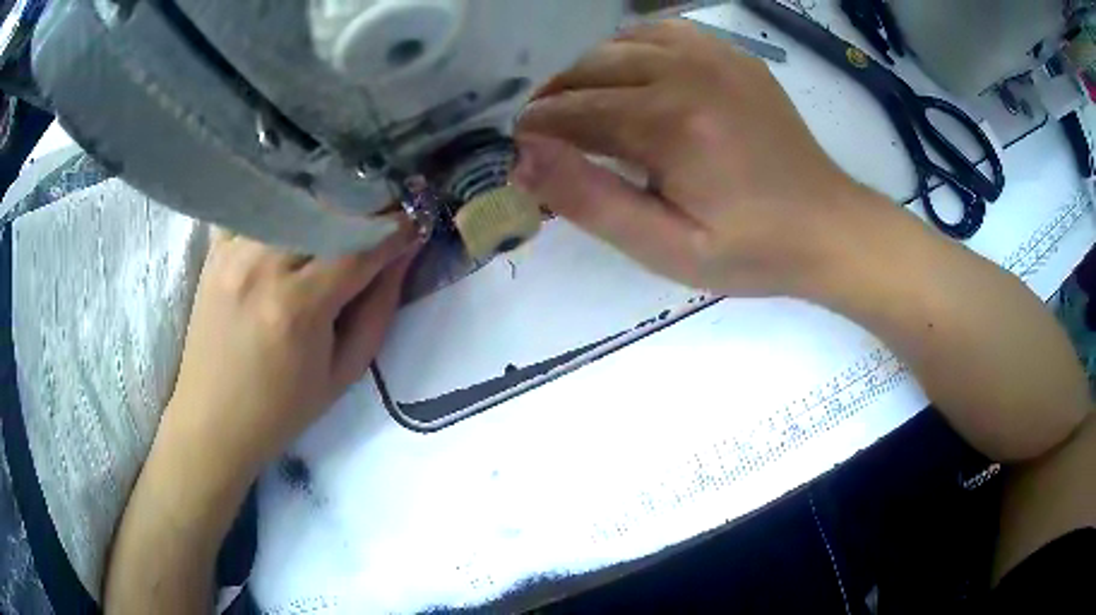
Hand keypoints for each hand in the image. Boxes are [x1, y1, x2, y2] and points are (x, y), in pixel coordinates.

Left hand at [162, 226, 418, 480]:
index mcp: (299, 307)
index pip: (359, 247)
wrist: (213, 420)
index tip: (415, 220)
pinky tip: (294, 219)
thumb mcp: (344, 372)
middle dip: (364, 207)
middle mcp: (263, 267)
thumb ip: (379, 308)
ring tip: (342, 216)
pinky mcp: (215, 251)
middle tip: (384, 214)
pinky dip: (282, 207)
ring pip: (293, 202)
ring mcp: (233, 253)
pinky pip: (257, 209)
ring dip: (325, 205)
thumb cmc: (283, 409)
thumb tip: (404, 253)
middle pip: (326, 211)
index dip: (395, 229)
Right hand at [514, 20, 877, 296]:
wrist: (827, 228)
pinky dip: (630, 47)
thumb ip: (591, 200)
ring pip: (621, 42)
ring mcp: (715, 56)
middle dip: (555, 98)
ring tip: (580, 104)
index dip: (536, 130)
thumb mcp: (666, 247)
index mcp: (671, 122)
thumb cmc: (751, 250)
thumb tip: (523, 159)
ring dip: (588, 69)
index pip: (573, 111)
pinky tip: (628, 74)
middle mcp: (688, 71)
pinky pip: (663, 32)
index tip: (518, 152)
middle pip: (591, 68)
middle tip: (544, 133)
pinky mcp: (733, 56)